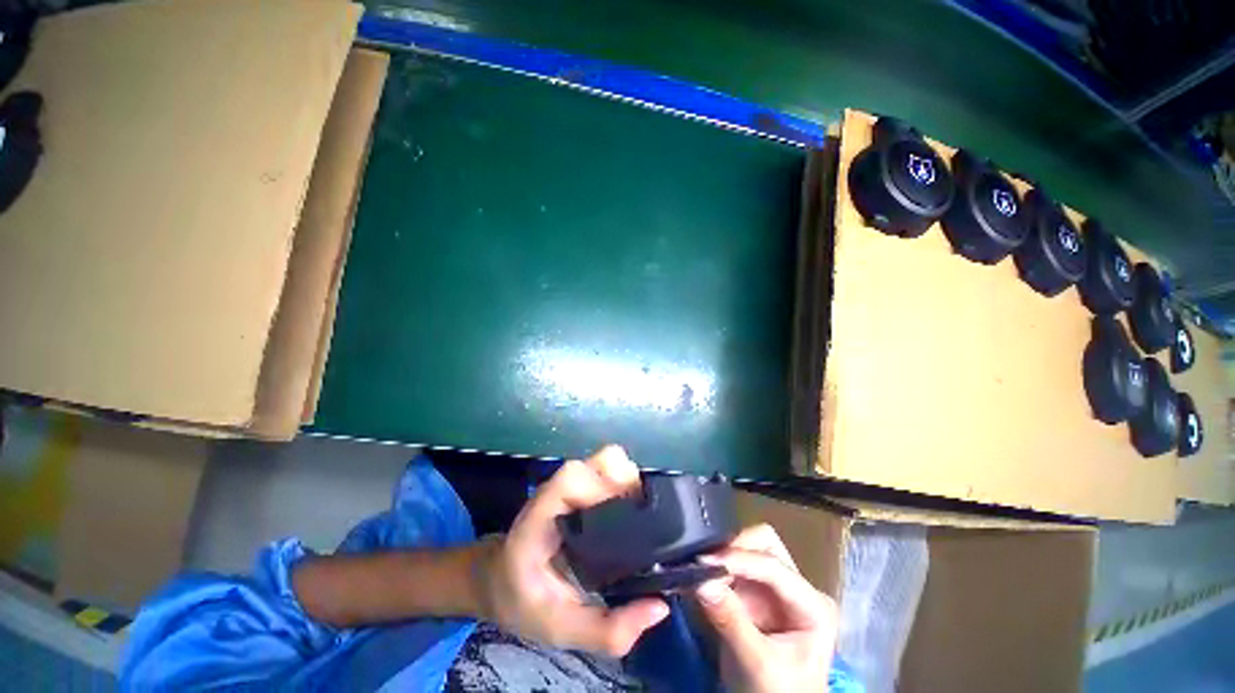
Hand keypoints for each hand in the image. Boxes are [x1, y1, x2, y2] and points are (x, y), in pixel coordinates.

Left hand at [475, 446, 669, 656]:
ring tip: (641, 516)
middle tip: (645, 518)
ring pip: (608, 463)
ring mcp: (570, 486)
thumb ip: (607, 630)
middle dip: (628, 483)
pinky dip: (625, 485)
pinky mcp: (580, 488)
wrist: (502, 580)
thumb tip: (659, 607)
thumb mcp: (561, 629)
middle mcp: (558, 492)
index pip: (572, 478)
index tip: (631, 511)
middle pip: (600, 463)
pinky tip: (632, 513)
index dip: (605, 484)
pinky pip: (609, 473)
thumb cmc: (524, 601)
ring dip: (629, 483)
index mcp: (541, 517)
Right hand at [694, 524, 837, 692]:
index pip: (774, 566)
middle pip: (766, 544)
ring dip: (724, 555)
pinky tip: (699, 574)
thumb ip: (731, 621)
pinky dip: (716, 567)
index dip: (738, 558)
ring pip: (749, 548)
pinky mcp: (756, 593)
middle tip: (706, 560)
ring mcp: (776, 589)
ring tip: (699, 568)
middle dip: (734, 548)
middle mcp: (797, 588)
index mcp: (813, 605)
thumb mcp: (758, 664)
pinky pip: (734, 567)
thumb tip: (700, 581)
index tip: (705, 560)